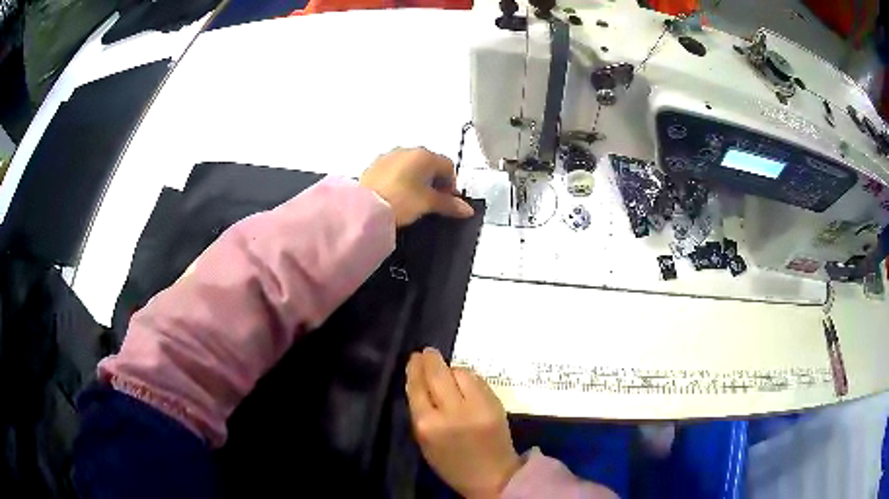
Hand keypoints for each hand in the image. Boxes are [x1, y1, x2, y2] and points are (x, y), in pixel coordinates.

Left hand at [360, 148, 474, 226]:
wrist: (364, 208)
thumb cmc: (401, 201)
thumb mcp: (428, 204)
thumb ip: (449, 204)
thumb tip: (467, 209)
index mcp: (424, 155)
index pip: (448, 166)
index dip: (451, 185)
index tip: (447, 202)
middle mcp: (407, 150)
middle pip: (429, 163)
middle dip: (434, 181)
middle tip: (432, 202)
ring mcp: (389, 156)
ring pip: (411, 165)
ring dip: (417, 179)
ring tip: (414, 200)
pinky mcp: (374, 165)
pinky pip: (395, 170)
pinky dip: (400, 179)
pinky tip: (397, 196)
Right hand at [406, 348, 520, 498]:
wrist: (492, 475)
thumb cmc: (452, 463)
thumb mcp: (425, 442)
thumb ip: (421, 412)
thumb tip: (419, 381)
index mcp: (428, 425)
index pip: (417, 387)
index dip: (415, 369)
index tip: (414, 358)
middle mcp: (451, 412)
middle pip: (437, 374)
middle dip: (430, 359)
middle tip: (427, 352)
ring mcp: (477, 405)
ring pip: (460, 372)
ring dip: (451, 369)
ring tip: (447, 373)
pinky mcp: (495, 402)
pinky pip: (477, 380)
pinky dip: (468, 377)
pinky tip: (464, 382)